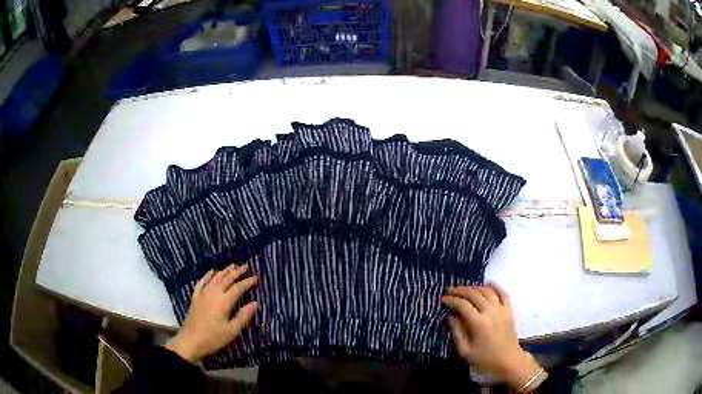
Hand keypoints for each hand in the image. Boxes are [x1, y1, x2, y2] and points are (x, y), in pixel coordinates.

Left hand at [165, 264, 257, 362]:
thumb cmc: (214, 338)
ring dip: (224, 271)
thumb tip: (254, 303)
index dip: (247, 282)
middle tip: (246, 265)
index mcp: (224, 301)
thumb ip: (243, 316)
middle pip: (227, 279)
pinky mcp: (195, 297)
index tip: (256, 277)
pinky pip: (202, 282)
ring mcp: (203, 294)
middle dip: (237, 272)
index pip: (238, 288)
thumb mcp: (232, 330)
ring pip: (215, 278)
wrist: (191, 340)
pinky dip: (207, 275)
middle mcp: (214, 293)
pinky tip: (211, 272)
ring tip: (232, 266)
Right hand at [442, 283, 544, 389]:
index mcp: (478, 323)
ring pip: (487, 291)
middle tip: (449, 291)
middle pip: (474, 294)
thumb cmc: (484, 358)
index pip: (462, 305)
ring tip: (464, 289)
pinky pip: (503, 293)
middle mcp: (490, 312)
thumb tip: (451, 317)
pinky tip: (487, 284)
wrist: (508, 360)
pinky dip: (495, 286)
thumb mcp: (465, 351)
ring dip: (474, 287)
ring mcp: (501, 309)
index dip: (451, 300)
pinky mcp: (509, 310)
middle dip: (460, 291)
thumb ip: (457, 333)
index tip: (442, 299)